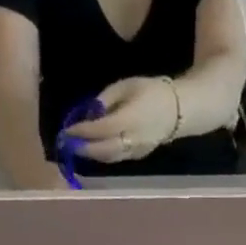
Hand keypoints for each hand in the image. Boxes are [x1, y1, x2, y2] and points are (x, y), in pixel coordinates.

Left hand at [61, 77, 179, 164]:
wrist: (178, 111)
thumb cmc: (151, 92)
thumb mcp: (126, 86)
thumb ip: (106, 99)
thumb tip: (90, 112)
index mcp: (130, 119)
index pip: (101, 129)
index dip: (83, 131)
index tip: (67, 130)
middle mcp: (132, 139)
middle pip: (104, 150)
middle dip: (84, 148)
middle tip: (67, 144)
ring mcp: (136, 151)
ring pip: (109, 157)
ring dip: (92, 154)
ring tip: (78, 147)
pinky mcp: (138, 156)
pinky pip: (117, 158)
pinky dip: (103, 155)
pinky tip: (94, 149)